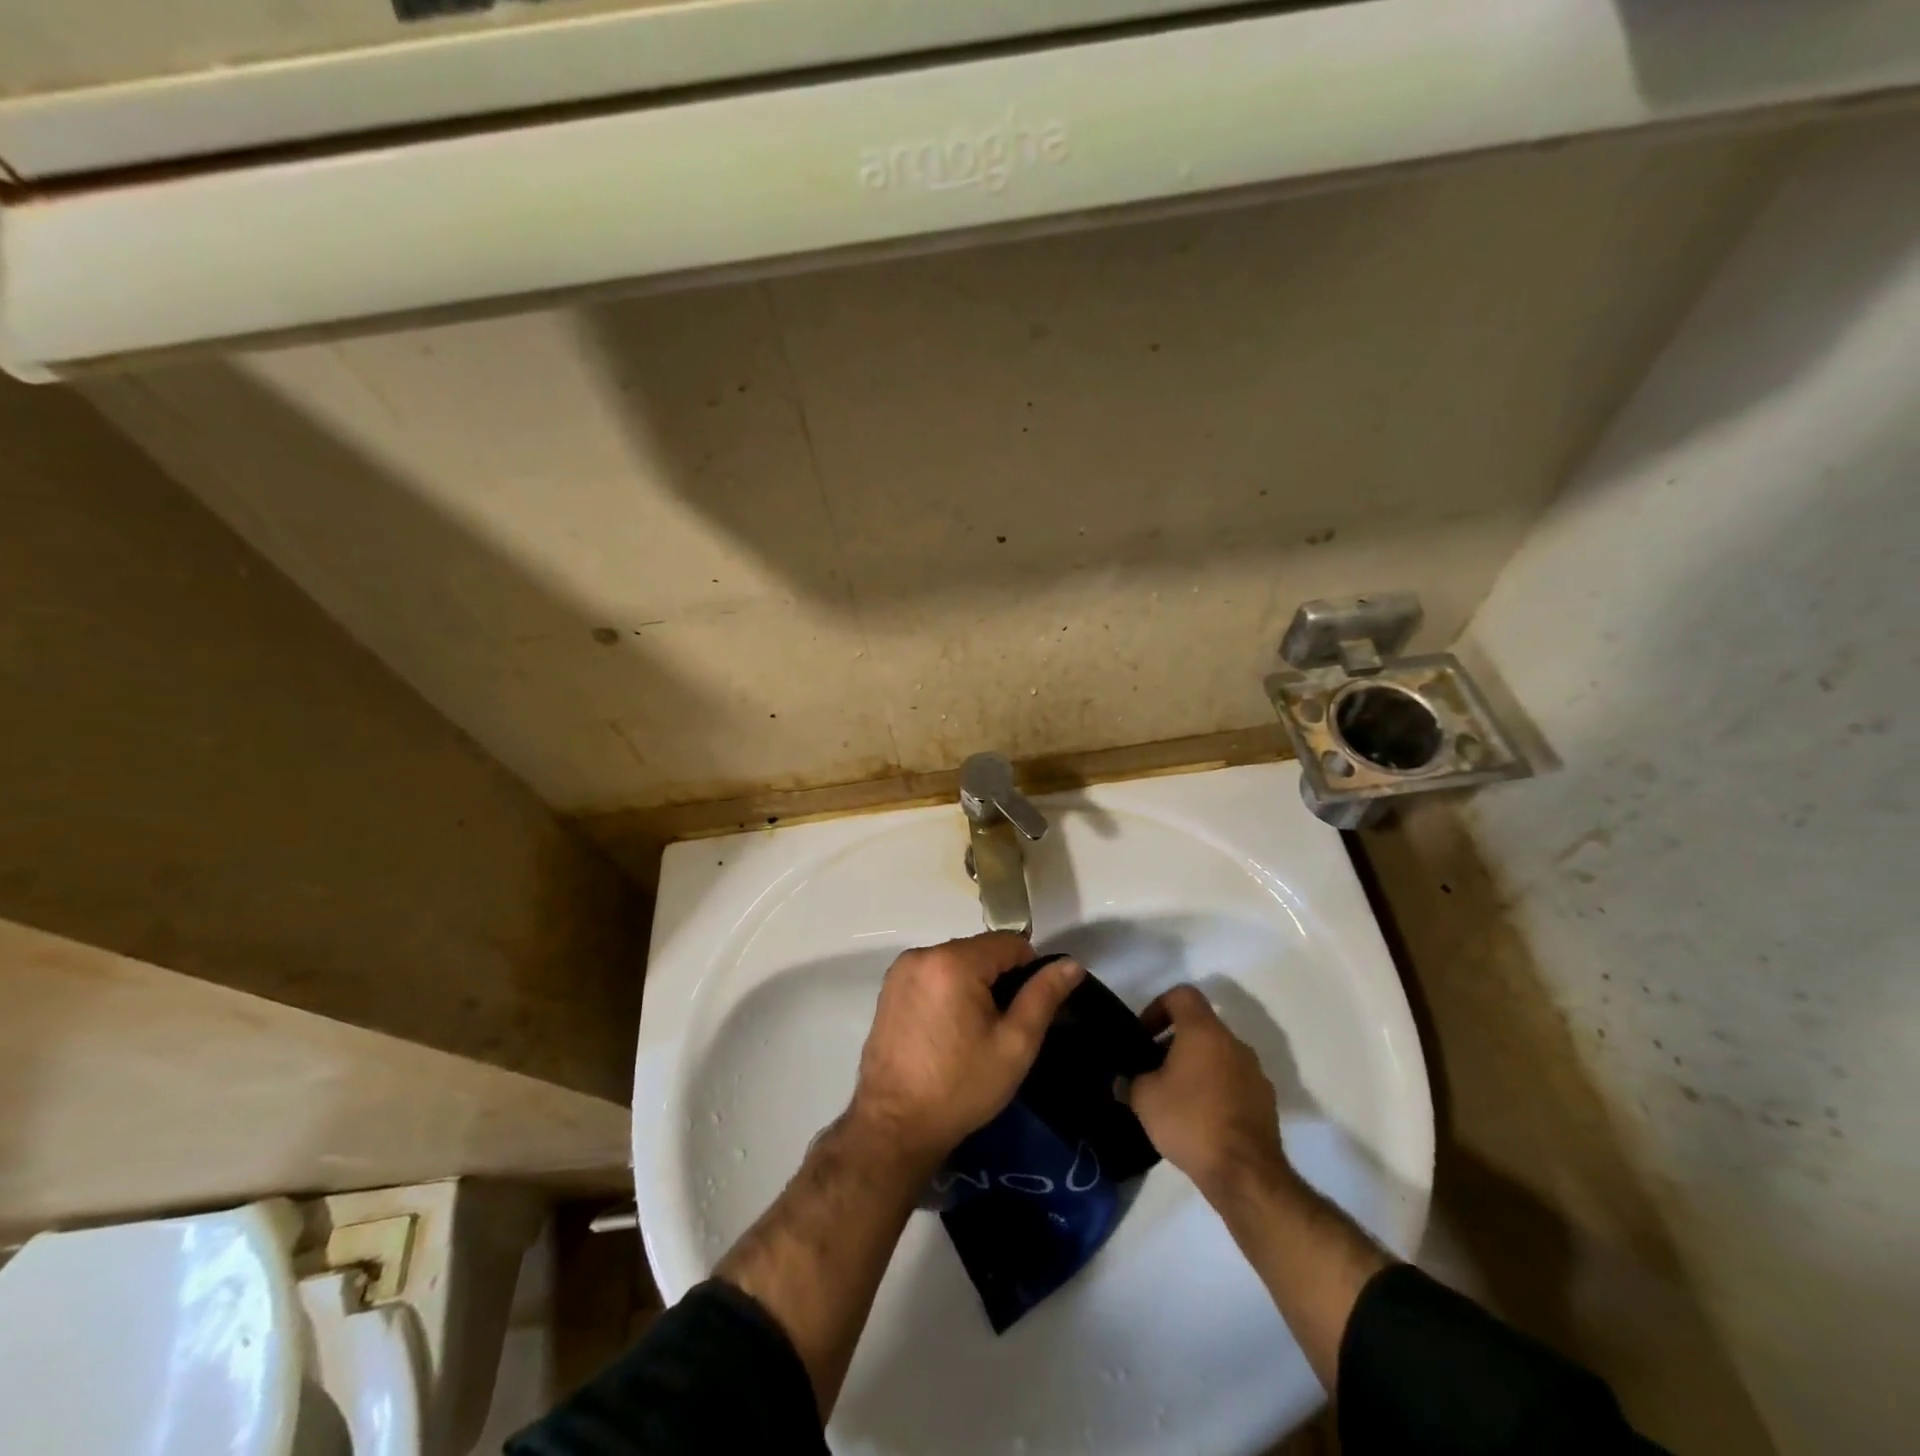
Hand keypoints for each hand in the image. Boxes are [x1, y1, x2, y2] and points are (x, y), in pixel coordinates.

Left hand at [850, 931, 1083, 1166]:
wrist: (894, 1126)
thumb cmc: (960, 1087)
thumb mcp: (1014, 1044)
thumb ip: (1044, 996)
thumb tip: (1071, 963)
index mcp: (953, 961)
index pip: (1009, 942)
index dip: (1030, 970)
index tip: (1029, 1008)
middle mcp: (922, 955)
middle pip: (980, 950)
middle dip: (999, 979)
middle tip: (1004, 1026)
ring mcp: (901, 971)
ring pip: (956, 961)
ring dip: (974, 984)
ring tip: (976, 1032)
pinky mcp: (889, 989)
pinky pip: (933, 975)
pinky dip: (948, 991)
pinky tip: (949, 1031)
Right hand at [1130, 985, 1289, 1200]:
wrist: (1245, 1173)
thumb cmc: (1190, 1120)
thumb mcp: (1144, 1098)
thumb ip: (1131, 1080)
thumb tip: (1125, 1080)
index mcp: (1204, 1031)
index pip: (1182, 995)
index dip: (1158, 1007)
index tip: (1144, 1035)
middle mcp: (1233, 1043)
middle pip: (1200, 1026)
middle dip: (1174, 1042)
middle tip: (1153, 1069)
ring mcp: (1254, 1072)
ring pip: (1218, 1055)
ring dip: (1196, 1067)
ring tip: (1175, 1098)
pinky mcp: (1266, 1101)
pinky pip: (1233, 1082)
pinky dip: (1215, 1089)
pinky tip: (1200, 1119)